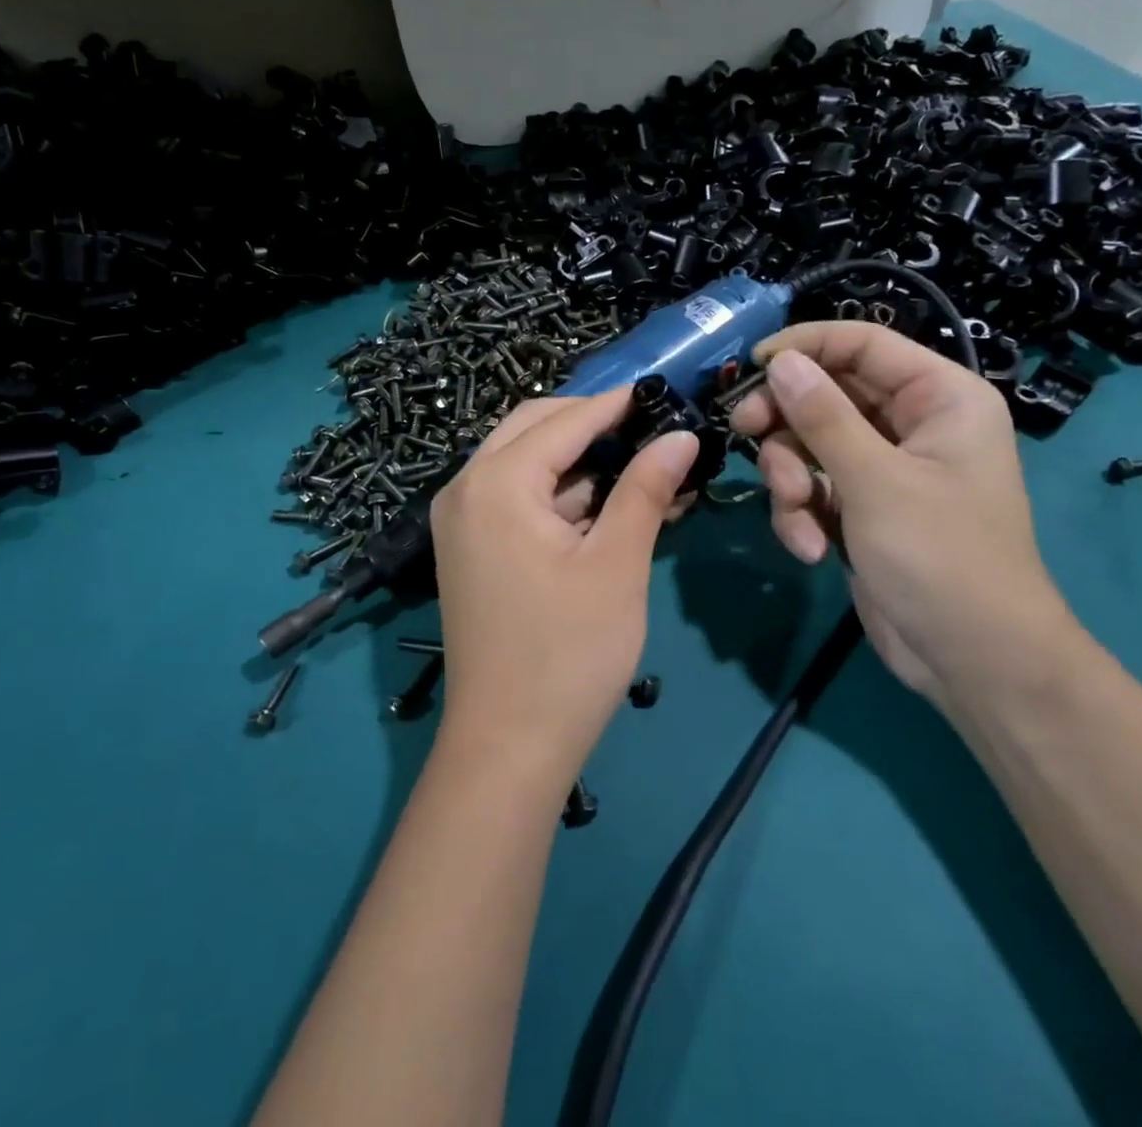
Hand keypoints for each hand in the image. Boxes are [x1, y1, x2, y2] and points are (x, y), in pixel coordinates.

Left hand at [430, 389, 698, 781]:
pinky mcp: (470, 550)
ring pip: (524, 463)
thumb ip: (644, 489)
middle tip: (650, 429)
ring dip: (579, 460)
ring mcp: (462, 521)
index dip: (616, 404)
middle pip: (534, 429)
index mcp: (496, 482)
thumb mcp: (617, 564)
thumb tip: (679, 436)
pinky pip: (515, 498)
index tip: (663, 393)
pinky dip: (559, 494)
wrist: (507, 748)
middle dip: (592, 424)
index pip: (565, 420)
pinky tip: (607, 504)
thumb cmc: (568, 653)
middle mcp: (466, 489)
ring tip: (641, 465)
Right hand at [729, 322, 1069, 696]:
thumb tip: (781, 361)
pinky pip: (814, 487)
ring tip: (798, 512)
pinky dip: (803, 513)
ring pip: (811, 444)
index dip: (806, 346)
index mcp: (939, 397)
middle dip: (787, 423)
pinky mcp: (862, 508)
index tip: (753, 365)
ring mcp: (884, 468)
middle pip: (827, 394)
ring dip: (791, 478)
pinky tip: (811, 549)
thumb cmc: (940, 557)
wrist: (973, 660)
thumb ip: (822, 416)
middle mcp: (912, 424)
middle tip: (745, 431)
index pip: (863, 344)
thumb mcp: (875, 480)